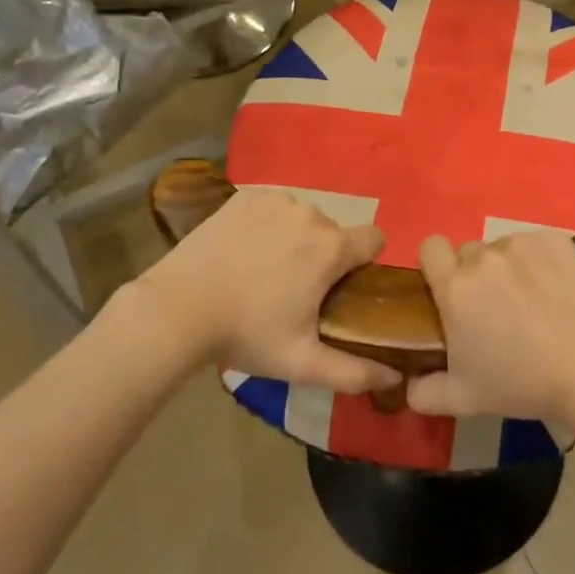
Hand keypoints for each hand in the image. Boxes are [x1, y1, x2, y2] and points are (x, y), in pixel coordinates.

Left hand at [130, 188, 398, 392]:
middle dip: (324, 255)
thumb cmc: (247, 333)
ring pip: (303, 217)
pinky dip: (267, 224)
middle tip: (294, 289)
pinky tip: (245, 250)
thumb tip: (395, 378)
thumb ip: (354, 372)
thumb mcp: (302, 362)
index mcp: (332, 247)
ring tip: (264, 270)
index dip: (365, 262)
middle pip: (334, 231)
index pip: (374, 239)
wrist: (178, 307)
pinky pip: (273, 206)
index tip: (342, 286)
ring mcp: (276, 200)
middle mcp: (311, 213)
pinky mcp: (246, 195)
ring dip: (296, 238)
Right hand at [407, 230, 574, 426]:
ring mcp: (522, 243)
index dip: (436, 264)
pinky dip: (543, 260)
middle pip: (470, 252)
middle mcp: (484, 257)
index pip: (430, 248)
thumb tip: (408, 388)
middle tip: (498, 308)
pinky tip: (558, 289)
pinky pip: (539, 244)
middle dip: (477, 274)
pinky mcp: (556, 240)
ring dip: (511, 267)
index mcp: (455, 287)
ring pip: (505, 247)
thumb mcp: (464, 399)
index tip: (449, 288)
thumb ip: (425, 392)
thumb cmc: (522, 384)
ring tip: (535, 301)